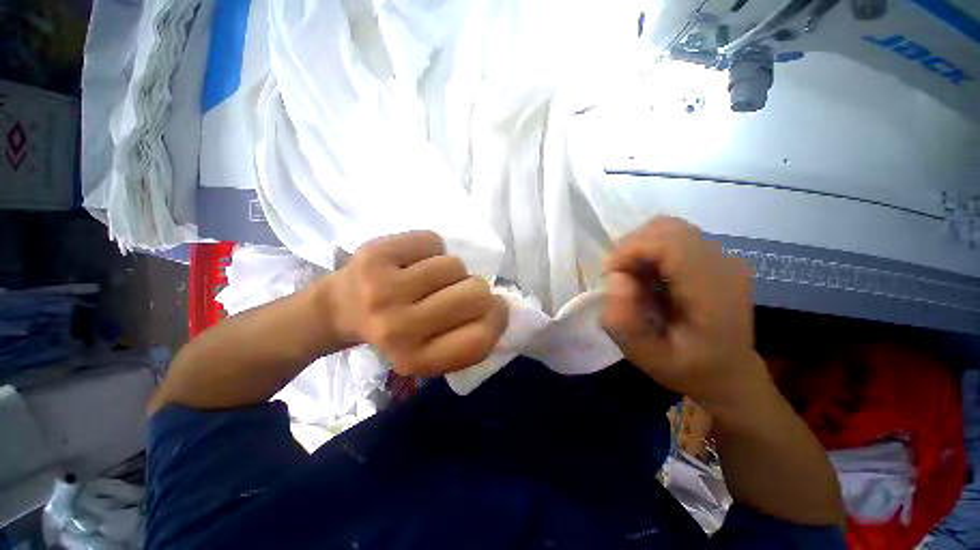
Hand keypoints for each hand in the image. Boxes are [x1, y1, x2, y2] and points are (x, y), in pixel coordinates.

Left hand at [325, 231, 507, 376]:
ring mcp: (384, 290)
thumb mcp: (432, 350)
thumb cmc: (396, 329)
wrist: (340, 308)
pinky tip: (412, 261)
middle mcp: (399, 329)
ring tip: (427, 278)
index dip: (497, 318)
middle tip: (454, 291)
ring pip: (456, 264)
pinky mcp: (375, 255)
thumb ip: (468, 336)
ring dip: (450, 270)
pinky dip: (430, 248)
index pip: (481, 339)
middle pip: (476, 293)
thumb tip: (500, 305)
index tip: (490, 308)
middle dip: (475, 288)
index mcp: (417, 359)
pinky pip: (433, 241)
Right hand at [602, 217, 767, 412]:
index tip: (611, 277)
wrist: (730, 371)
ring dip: (639, 248)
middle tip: (620, 280)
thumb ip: (625, 323)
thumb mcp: (648, 358)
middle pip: (665, 229)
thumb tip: (616, 279)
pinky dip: (649, 250)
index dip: (630, 251)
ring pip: (667, 228)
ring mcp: (722, 256)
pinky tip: (649, 276)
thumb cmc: (689, 369)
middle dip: (630, 248)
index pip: (668, 243)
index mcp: (713, 291)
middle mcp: (723, 264)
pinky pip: (672, 237)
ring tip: (634, 278)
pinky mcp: (713, 256)